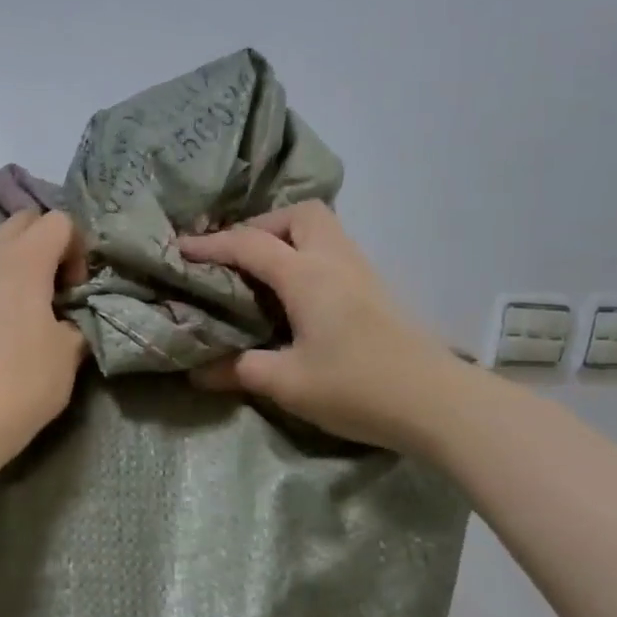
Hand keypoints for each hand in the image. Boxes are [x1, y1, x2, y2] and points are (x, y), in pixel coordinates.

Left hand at [0, 210, 87, 460]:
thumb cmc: (27, 379)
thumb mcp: (70, 350)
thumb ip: (74, 321)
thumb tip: (66, 319)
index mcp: (26, 261)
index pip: (58, 222)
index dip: (77, 247)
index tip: (77, 288)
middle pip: (20, 222)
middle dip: (44, 241)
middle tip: (55, 285)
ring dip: (10, 263)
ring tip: (21, 304)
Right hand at [178, 202, 451, 450]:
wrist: (436, 403)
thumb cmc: (357, 387)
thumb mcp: (287, 383)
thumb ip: (239, 370)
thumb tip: (197, 372)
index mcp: (307, 275)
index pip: (250, 244)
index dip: (211, 244)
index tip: (179, 249)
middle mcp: (335, 261)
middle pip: (299, 214)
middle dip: (262, 226)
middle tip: (238, 259)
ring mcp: (362, 273)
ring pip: (323, 230)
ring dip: (288, 239)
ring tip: (262, 275)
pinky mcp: (376, 292)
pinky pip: (335, 253)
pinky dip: (308, 258)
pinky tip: (297, 296)